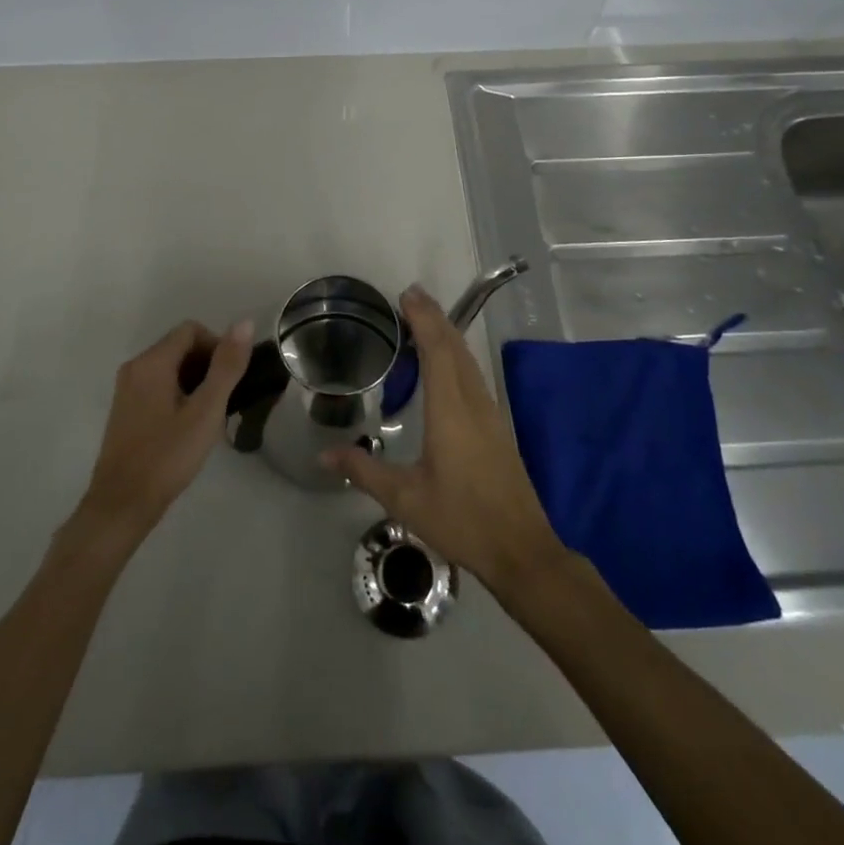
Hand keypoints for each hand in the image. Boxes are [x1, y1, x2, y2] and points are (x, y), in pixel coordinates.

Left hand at [72, 319, 252, 553]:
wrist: (122, 504)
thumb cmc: (167, 455)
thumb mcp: (206, 411)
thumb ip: (226, 366)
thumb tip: (245, 323)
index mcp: (152, 362)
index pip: (191, 330)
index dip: (218, 345)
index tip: (232, 377)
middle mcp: (135, 367)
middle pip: (179, 346)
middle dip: (207, 363)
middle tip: (226, 398)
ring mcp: (127, 389)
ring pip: (169, 367)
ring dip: (195, 380)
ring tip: (211, 414)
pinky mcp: (126, 409)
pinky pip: (158, 385)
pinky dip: (178, 393)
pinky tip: (190, 425)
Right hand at [323, 287, 567, 591]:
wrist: (520, 549)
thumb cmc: (461, 519)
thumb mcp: (405, 499)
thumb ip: (363, 471)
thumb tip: (323, 454)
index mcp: (451, 411)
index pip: (438, 350)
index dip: (423, 319)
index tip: (407, 295)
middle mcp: (473, 402)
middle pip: (456, 346)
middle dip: (435, 316)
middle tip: (411, 296)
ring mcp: (490, 413)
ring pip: (468, 359)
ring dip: (447, 333)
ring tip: (425, 319)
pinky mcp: (497, 426)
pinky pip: (473, 375)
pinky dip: (456, 355)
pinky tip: (446, 363)